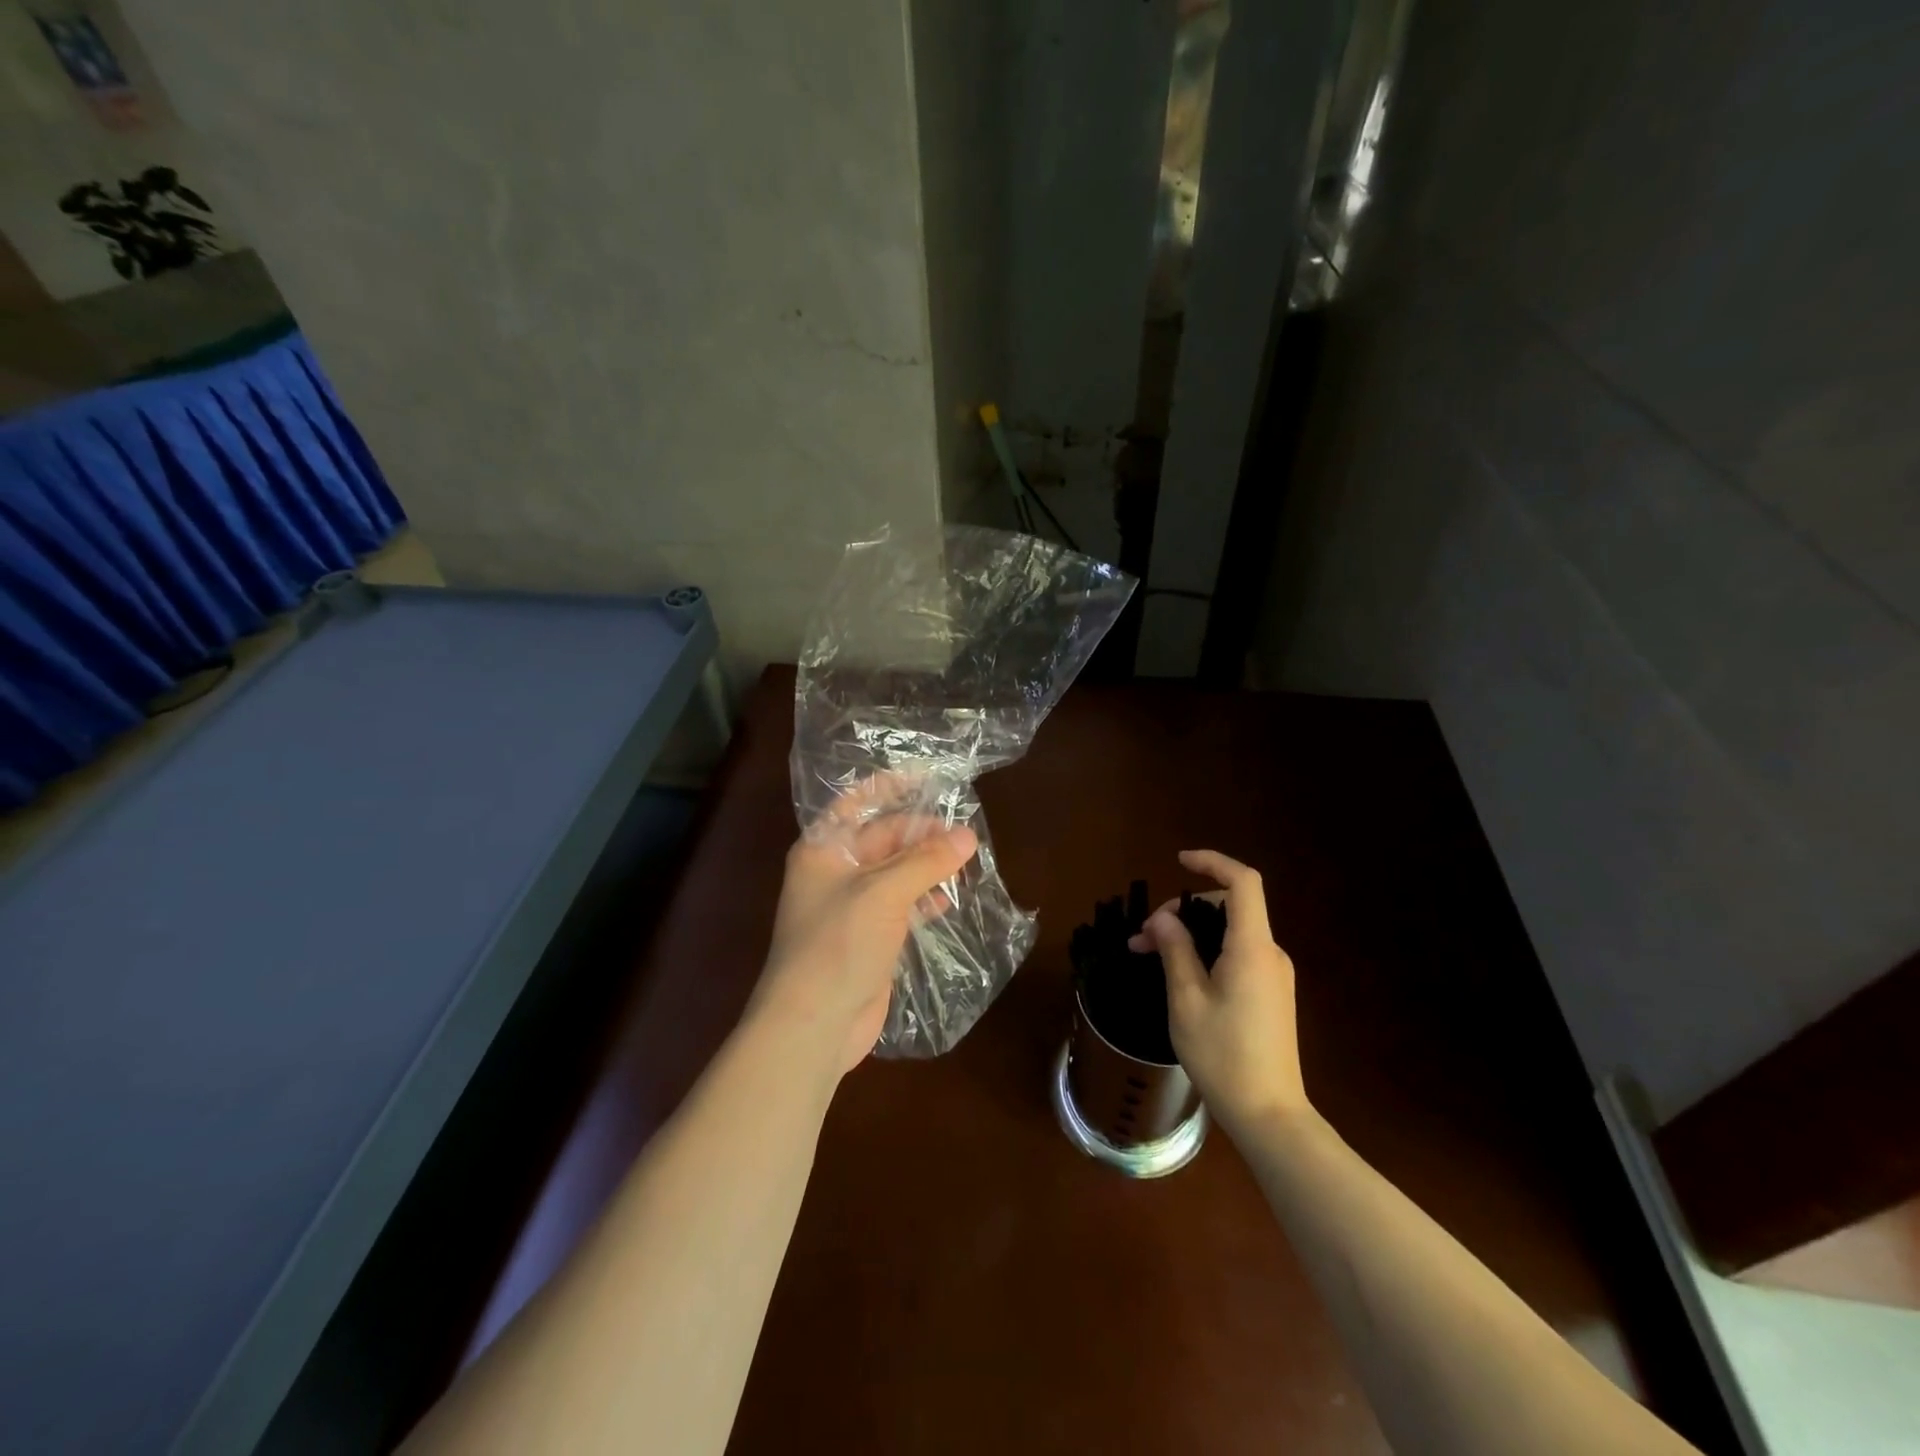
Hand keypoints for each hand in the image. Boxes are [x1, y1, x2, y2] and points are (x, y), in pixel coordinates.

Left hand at [748, 782, 977, 1079]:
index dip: (888, 786)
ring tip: (966, 862)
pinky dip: (924, 899)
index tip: (928, 777)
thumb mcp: (883, 893)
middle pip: (882, 838)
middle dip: (921, 834)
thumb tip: (968, 834)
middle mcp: (835, 872)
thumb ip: (926, 861)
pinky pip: (901, 905)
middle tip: (965, 834)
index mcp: (823, 850)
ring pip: (896, 873)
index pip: (856, 803)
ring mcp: (852, 907)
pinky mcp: (868, 937)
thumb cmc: (838, 944)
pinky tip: (950, 899)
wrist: (814, 1024)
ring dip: (927, 867)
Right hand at [1128, 849, 1309, 1136]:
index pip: (1243, 883)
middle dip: (1184, 910)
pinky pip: (1237, 954)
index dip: (1212, 863)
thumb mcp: (1186, 999)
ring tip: (1151, 956)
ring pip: (1230, 933)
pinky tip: (1179, 975)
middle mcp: (1270, 953)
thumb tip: (1164, 918)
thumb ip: (1175, 950)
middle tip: (1144, 937)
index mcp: (1252, 947)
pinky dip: (1206, 952)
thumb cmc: (1223, 1055)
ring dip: (1190, 934)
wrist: (1269, 1116)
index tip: (1179, 862)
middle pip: (1230, 907)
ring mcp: (1274, 975)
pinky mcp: (1272, 994)